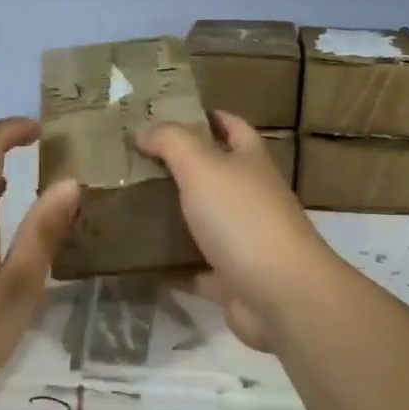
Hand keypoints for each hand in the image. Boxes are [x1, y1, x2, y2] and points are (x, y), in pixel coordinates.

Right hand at [137, 113, 346, 351]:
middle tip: (132, 162)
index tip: (167, 115)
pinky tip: (141, 259)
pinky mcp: (232, 278)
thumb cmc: (242, 218)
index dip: (207, 116)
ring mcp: (243, 240)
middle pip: (214, 175)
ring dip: (173, 216)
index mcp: (250, 162)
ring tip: (128, 206)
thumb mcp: (202, 167)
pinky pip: (195, 268)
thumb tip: (143, 129)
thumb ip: (171, 142)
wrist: (280, 294)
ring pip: (203, 221)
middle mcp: (251, 197)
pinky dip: (172, 265)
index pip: (233, 127)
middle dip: (179, 167)